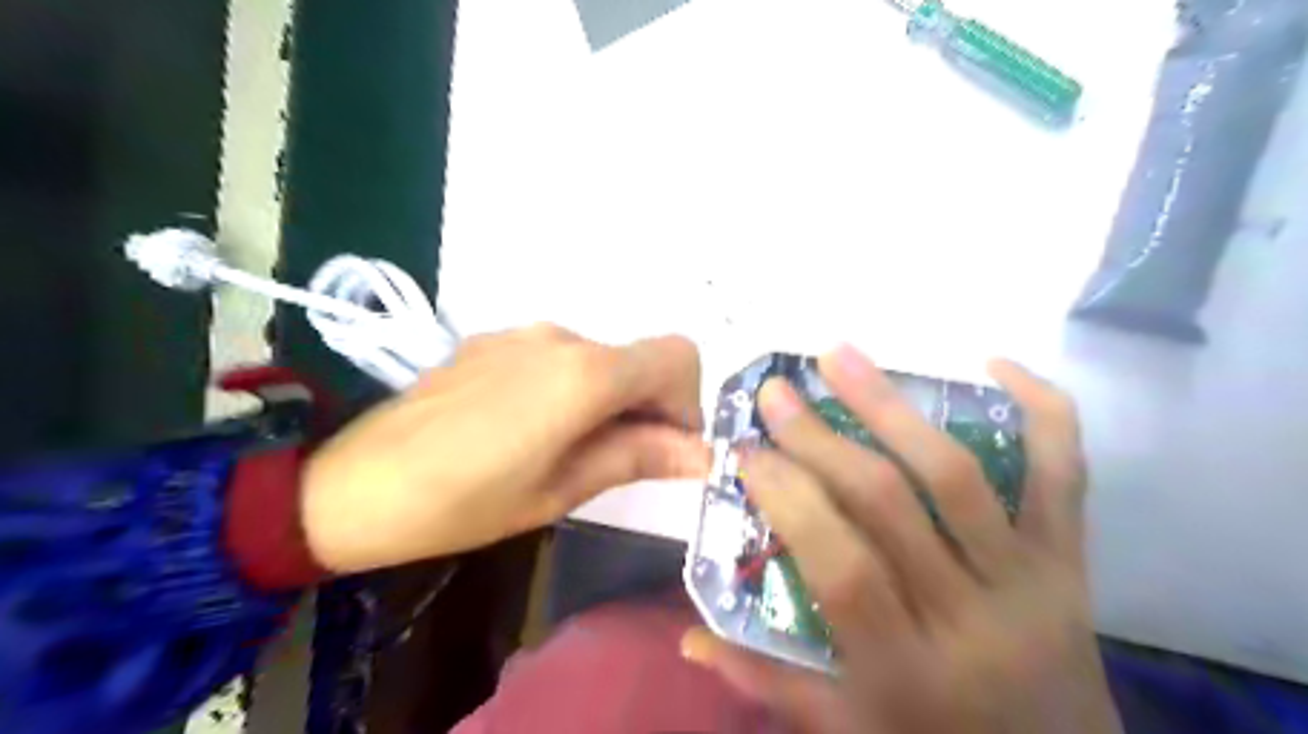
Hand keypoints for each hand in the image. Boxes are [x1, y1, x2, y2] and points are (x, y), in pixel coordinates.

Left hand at [297, 324, 706, 574]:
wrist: (352, 485)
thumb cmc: (463, 502)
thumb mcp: (560, 488)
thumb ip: (637, 457)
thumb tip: (702, 454)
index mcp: (584, 373)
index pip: (677, 358)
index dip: (687, 404)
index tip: (666, 450)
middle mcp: (561, 337)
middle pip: (640, 358)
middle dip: (650, 406)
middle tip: (622, 462)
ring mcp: (523, 334)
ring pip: (601, 359)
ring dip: (610, 399)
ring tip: (570, 450)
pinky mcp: (493, 341)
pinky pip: (559, 357)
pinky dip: (573, 388)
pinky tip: (530, 429)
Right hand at [681, 348, 1118, 732]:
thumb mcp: (846, 729)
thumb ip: (765, 682)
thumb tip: (688, 635)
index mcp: (906, 668)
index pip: (841, 565)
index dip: (788, 499)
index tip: (746, 452)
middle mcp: (971, 617)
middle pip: (889, 504)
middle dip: (819, 439)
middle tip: (776, 391)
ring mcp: (1031, 580)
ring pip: (957, 475)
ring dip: (891, 405)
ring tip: (840, 357)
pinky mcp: (1072, 559)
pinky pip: (1063, 473)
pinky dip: (1042, 410)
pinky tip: (996, 364)